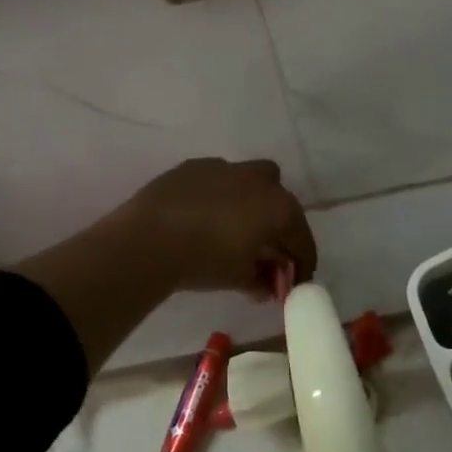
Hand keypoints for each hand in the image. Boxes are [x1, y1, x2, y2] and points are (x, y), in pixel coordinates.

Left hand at [117, 158, 315, 298]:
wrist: (149, 237)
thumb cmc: (205, 260)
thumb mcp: (239, 278)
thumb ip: (261, 281)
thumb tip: (268, 285)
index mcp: (280, 209)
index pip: (302, 240)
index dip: (302, 264)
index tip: (295, 281)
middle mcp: (261, 181)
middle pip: (282, 204)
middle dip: (278, 227)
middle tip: (264, 251)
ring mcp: (228, 168)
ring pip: (252, 181)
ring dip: (251, 203)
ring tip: (233, 228)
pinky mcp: (196, 165)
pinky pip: (219, 179)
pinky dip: (219, 195)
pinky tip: (203, 215)